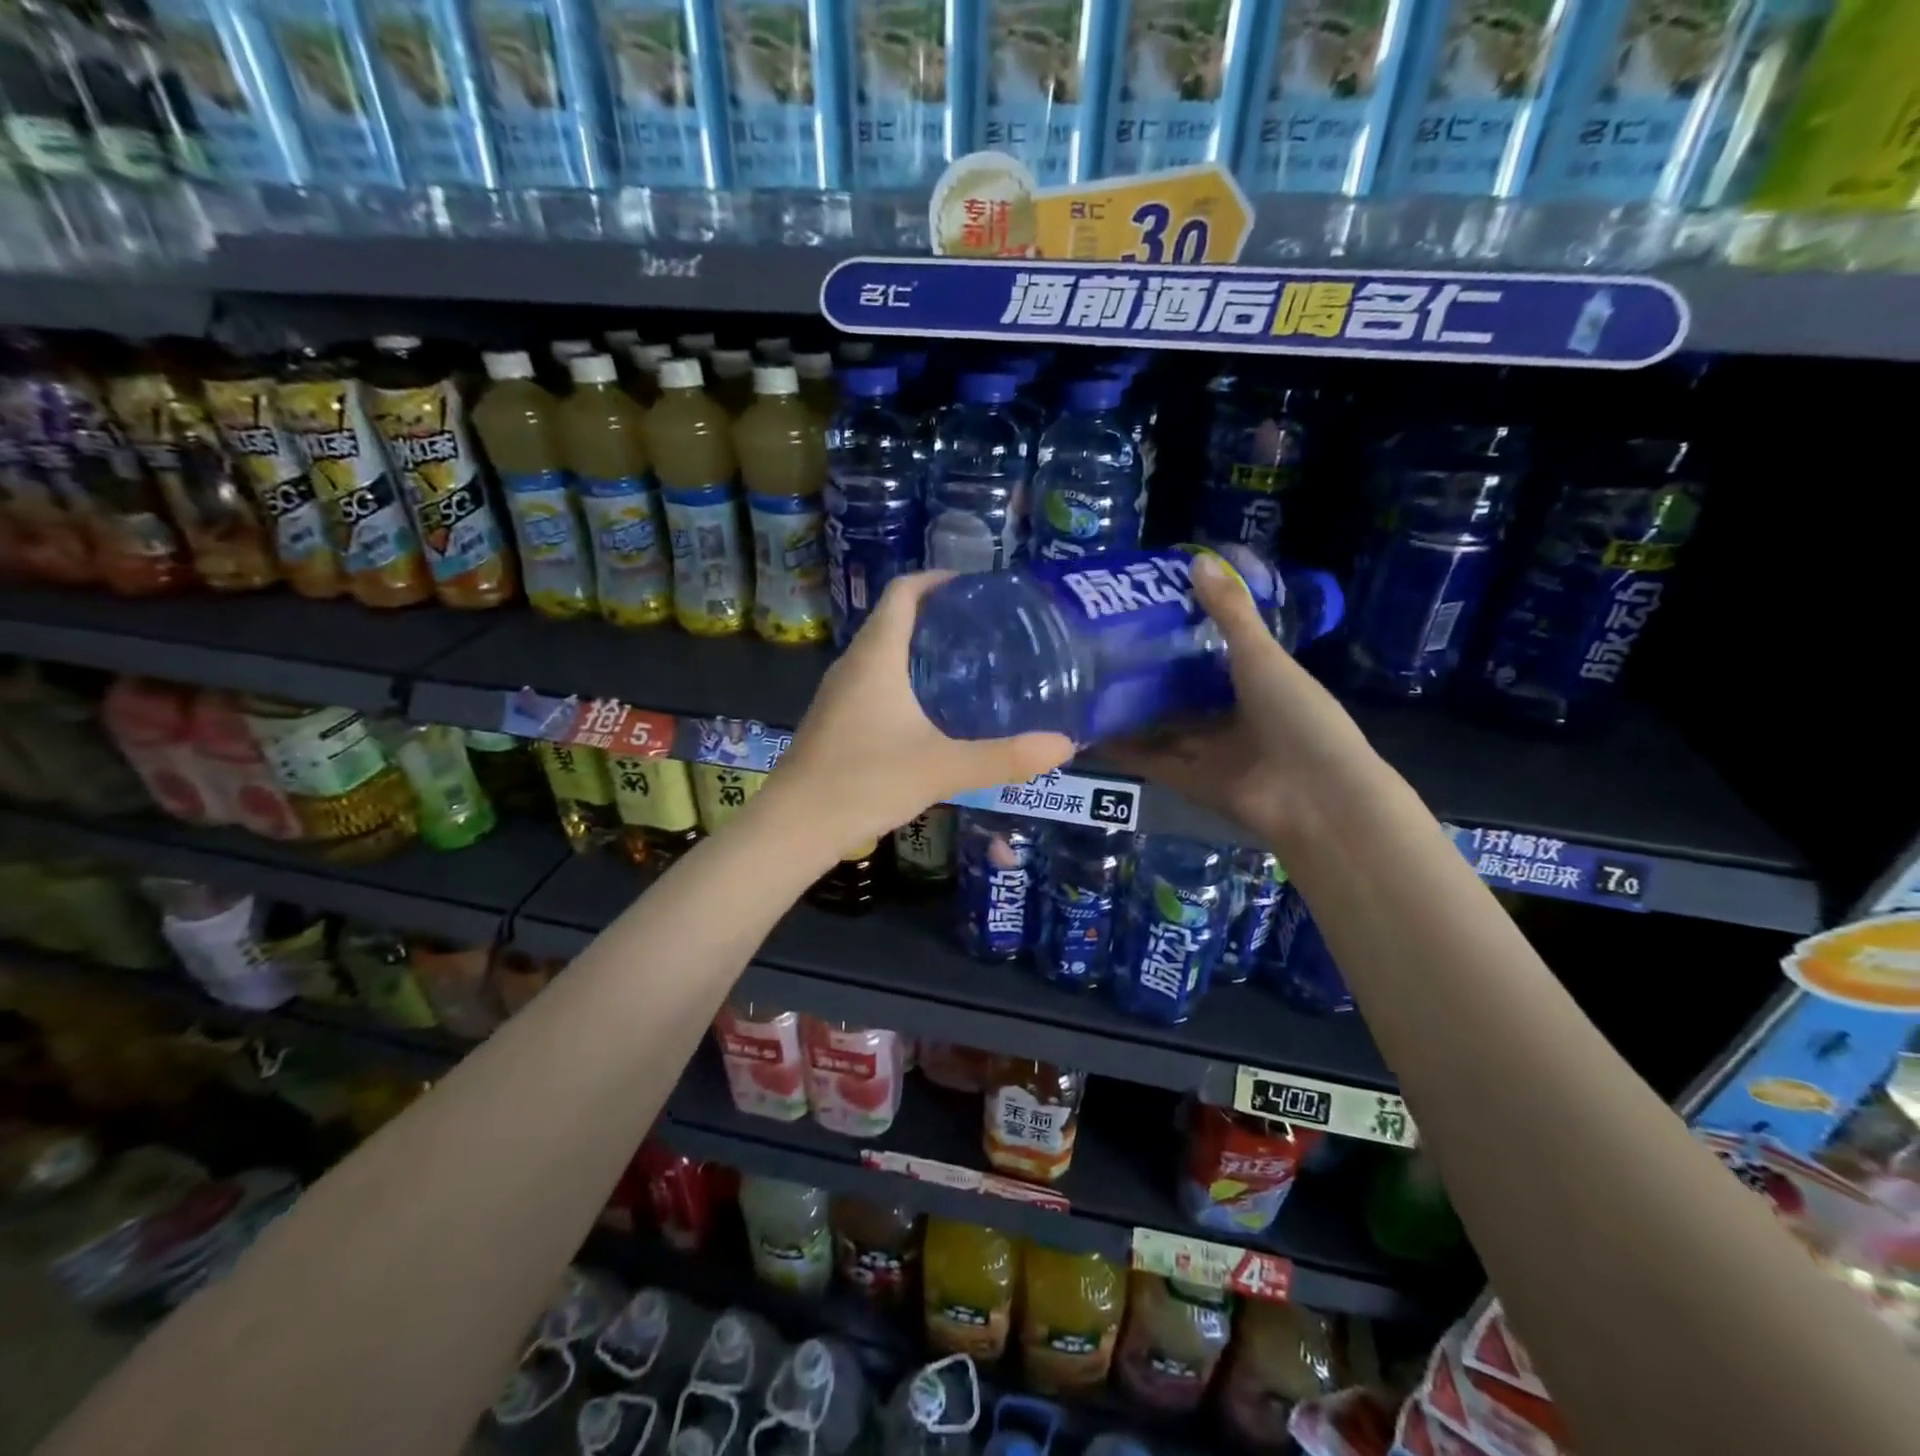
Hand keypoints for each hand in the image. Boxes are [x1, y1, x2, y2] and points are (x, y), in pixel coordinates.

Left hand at [770, 572, 1074, 849]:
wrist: (794, 826)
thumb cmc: (864, 782)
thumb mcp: (942, 768)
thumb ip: (1004, 757)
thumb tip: (1064, 745)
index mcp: (876, 656)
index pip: (903, 592)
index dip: (937, 579)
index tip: (975, 587)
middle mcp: (853, 665)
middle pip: (895, 619)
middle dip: (938, 617)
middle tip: (986, 631)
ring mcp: (839, 694)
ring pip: (884, 654)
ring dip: (921, 651)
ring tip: (969, 667)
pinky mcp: (836, 721)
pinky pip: (875, 683)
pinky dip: (906, 682)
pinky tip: (933, 713)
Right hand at [1102, 553, 1375, 845]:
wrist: (1316, 795)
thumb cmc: (1298, 715)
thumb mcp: (1262, 656)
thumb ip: (1229, 613)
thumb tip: (1196, 560)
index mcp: (1257, 685)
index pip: (1213, 658)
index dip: (1182, 639)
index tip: (1144, 615)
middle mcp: (1232, 719)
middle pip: (1183, 697)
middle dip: (1149, 679)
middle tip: (1103, 652)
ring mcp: (1211, 754)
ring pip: (1162, 730)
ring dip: (1131, 715)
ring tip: (1087, 688)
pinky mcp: (1191, 783)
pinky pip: (1152, 763)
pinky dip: (1124, 751)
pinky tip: (1091, 733)